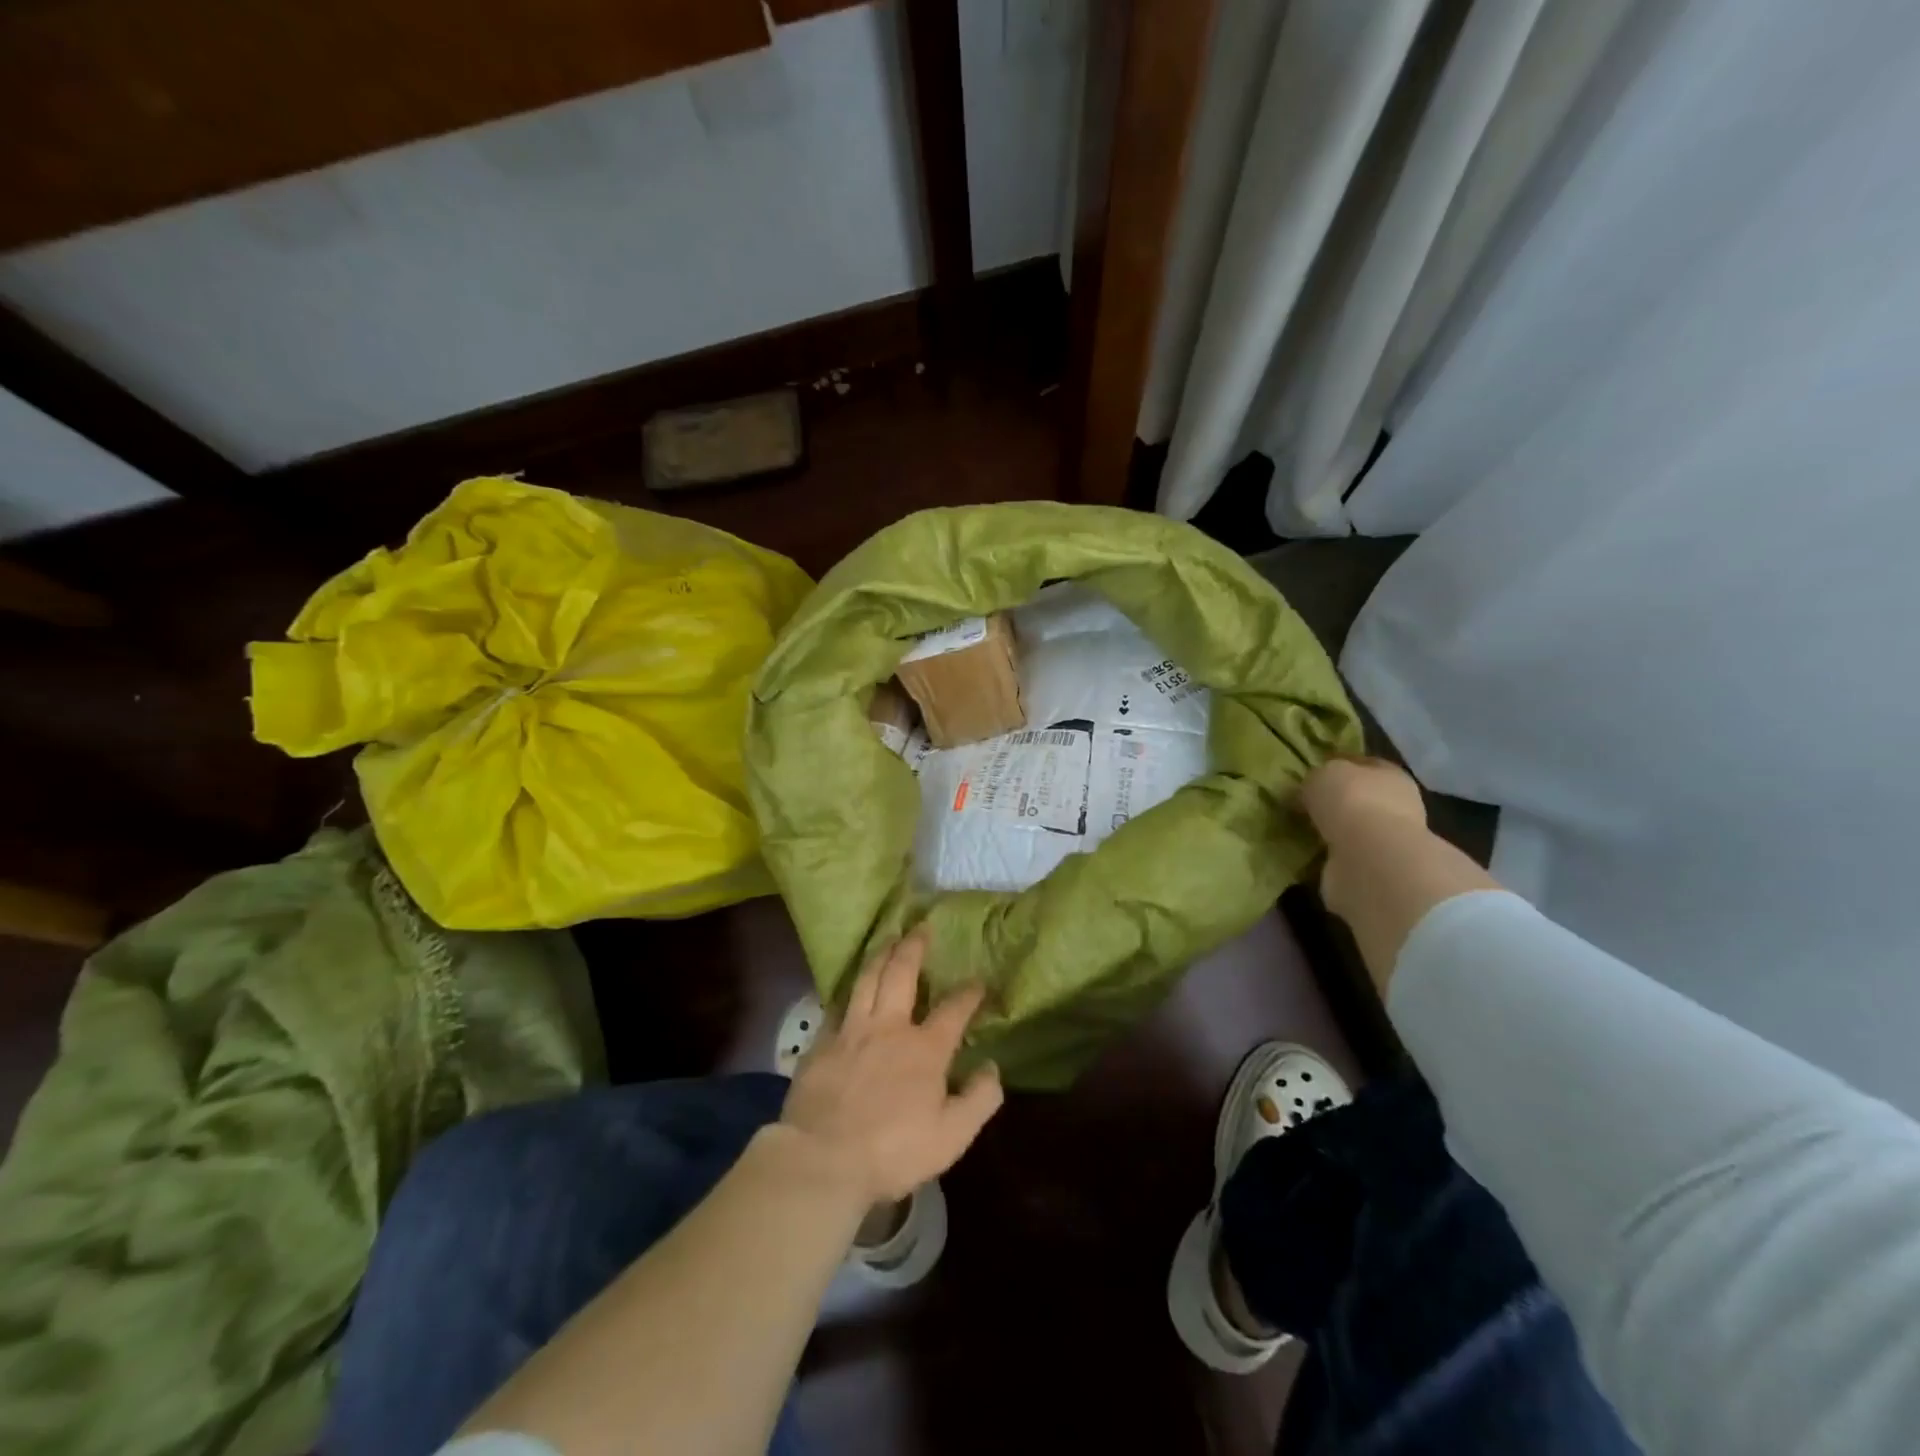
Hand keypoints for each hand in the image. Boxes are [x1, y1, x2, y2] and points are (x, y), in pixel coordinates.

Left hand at [780, 932, 1003, 1204]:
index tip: (978, 981)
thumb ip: (979, 1099)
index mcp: (925, 1048)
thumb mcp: (952, 1136)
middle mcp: (889, 1027)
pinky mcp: (822, 1042)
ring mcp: (851, 1030)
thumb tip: (993, 1067)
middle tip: (921, 928)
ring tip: (887, 937)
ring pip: (867, 979)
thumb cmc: (893, 1151)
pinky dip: (847, 991)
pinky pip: (836, 1005)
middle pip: (902, 974)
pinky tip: (849, 986)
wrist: (823, 1160)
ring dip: (880, 954)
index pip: (954, 1009)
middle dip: (914, 947)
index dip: (969, 992)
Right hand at [1299, 756, 1427, 920]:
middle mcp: (1396, 807)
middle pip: (1359, 799)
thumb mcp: (1323, 774)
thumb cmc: (1352, 802)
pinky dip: (1326, 857)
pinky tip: (1305, 854)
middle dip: (1333, 803)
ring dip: (1330, 832)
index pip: (1363, 765)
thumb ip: (1315, 778)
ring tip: (1298, 831)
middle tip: (1300, 805)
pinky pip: (1342, 857)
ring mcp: (1386, 842)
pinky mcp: (1372, 870)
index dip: (1337, 766)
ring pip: (1351, 830)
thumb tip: (1305, 792)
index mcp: (1391, 775)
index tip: (1309, 773)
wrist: (1370, 858)